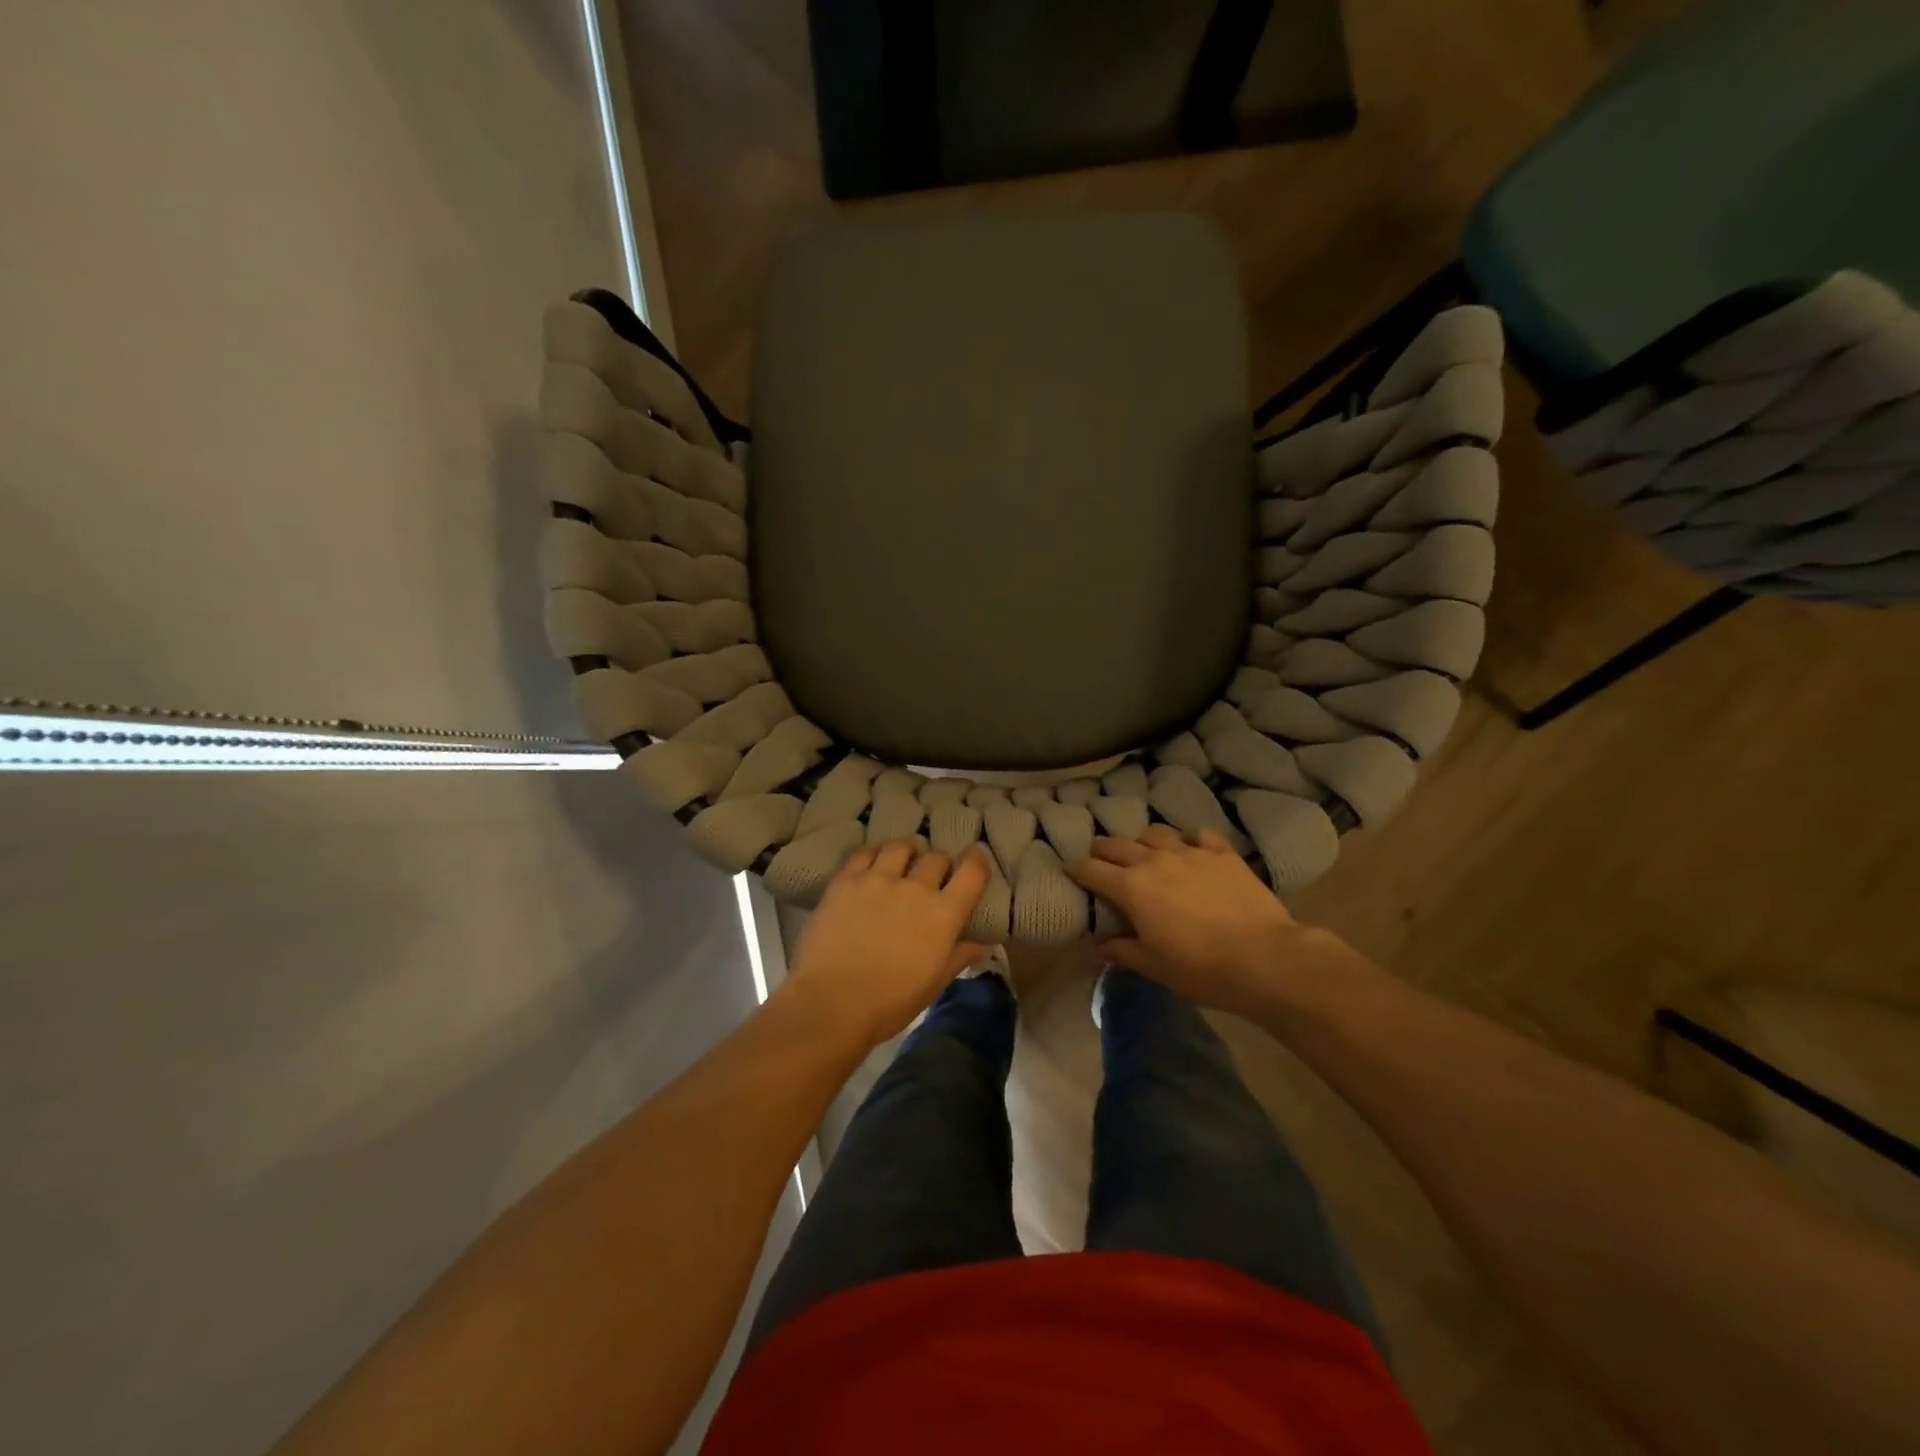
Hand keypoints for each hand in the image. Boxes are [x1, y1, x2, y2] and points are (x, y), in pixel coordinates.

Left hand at [782, 840, 992, 1049]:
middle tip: (932, 876)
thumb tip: (984, 943)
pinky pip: (866, 852)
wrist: (831, 1003)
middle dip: (939, 864)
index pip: (972, 872)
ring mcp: (878, 879)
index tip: (975, 859)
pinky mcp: (846, 880)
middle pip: (936, 856)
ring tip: (901, 862)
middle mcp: (915, 887)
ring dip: (907, 852)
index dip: (978, 861)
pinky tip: (872, 863)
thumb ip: (959, 956)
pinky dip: (875, 853)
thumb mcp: (933, 984)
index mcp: (943, 914)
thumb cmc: (889, 1003)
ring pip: (901, 847)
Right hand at [1068, 826, 1351, 1019]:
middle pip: (1116, 844)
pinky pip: (1197, 835)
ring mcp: (1189, 852)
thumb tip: (1096, 949)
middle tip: (1101, 861)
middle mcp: (1154, 860)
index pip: (1091, 870)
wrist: (1264, 958)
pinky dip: (1188, 841)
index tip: (1070, 872)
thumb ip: (1122, 952)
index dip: (1076, 870)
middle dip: (1102, 851)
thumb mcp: (1154, 966)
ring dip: (1143, 842)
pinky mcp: (1221, 852)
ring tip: (1146, 855)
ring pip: (1155, 833)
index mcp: (1131, 887)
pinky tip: (1191, 851)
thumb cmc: (1201, 968)